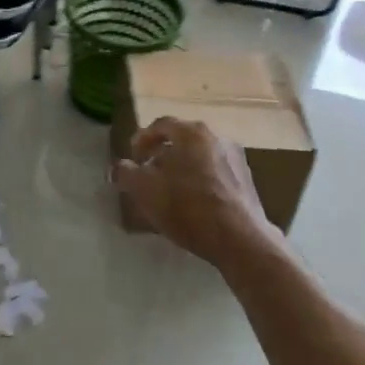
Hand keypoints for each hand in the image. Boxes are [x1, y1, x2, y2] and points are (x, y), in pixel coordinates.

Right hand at [113, 117, 277, 269]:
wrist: (240, 240)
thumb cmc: (188, 207)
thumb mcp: (145, 190)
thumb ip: (125, 173)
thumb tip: (117, 168)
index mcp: (191, 132)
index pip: (161, 125)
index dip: (142, 139)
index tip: (133, 158)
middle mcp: (216, 137)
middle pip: (181, 140)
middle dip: (161, 155)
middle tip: (148, 174)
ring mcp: (236, 159)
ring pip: (199, 157)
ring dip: (182, 169)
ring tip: (170, 192)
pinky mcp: (247, 182)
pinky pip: (215, 174)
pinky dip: (200, 182)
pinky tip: (193, 204)